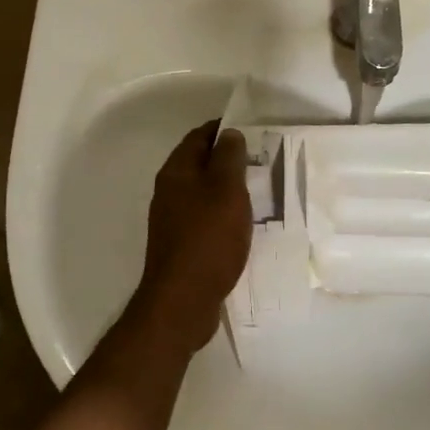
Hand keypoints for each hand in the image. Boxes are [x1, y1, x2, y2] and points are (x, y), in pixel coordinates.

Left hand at [131, 122, 252, 353]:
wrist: (183, 301)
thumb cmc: (208, 239)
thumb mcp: (226, 191)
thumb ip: (228, 158)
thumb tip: (228, 133)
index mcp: (176, 172)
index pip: (198, 137)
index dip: (221, 129)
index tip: (250, 129)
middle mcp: (169, 192)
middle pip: (198, 164)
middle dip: (226, 158)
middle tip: (260, 159)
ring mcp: (173, 220)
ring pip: (202, 192)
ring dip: (226, 188)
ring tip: (258, 189)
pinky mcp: (181, 245)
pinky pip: (204, 218)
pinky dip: (223, 213)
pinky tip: (242, 224)